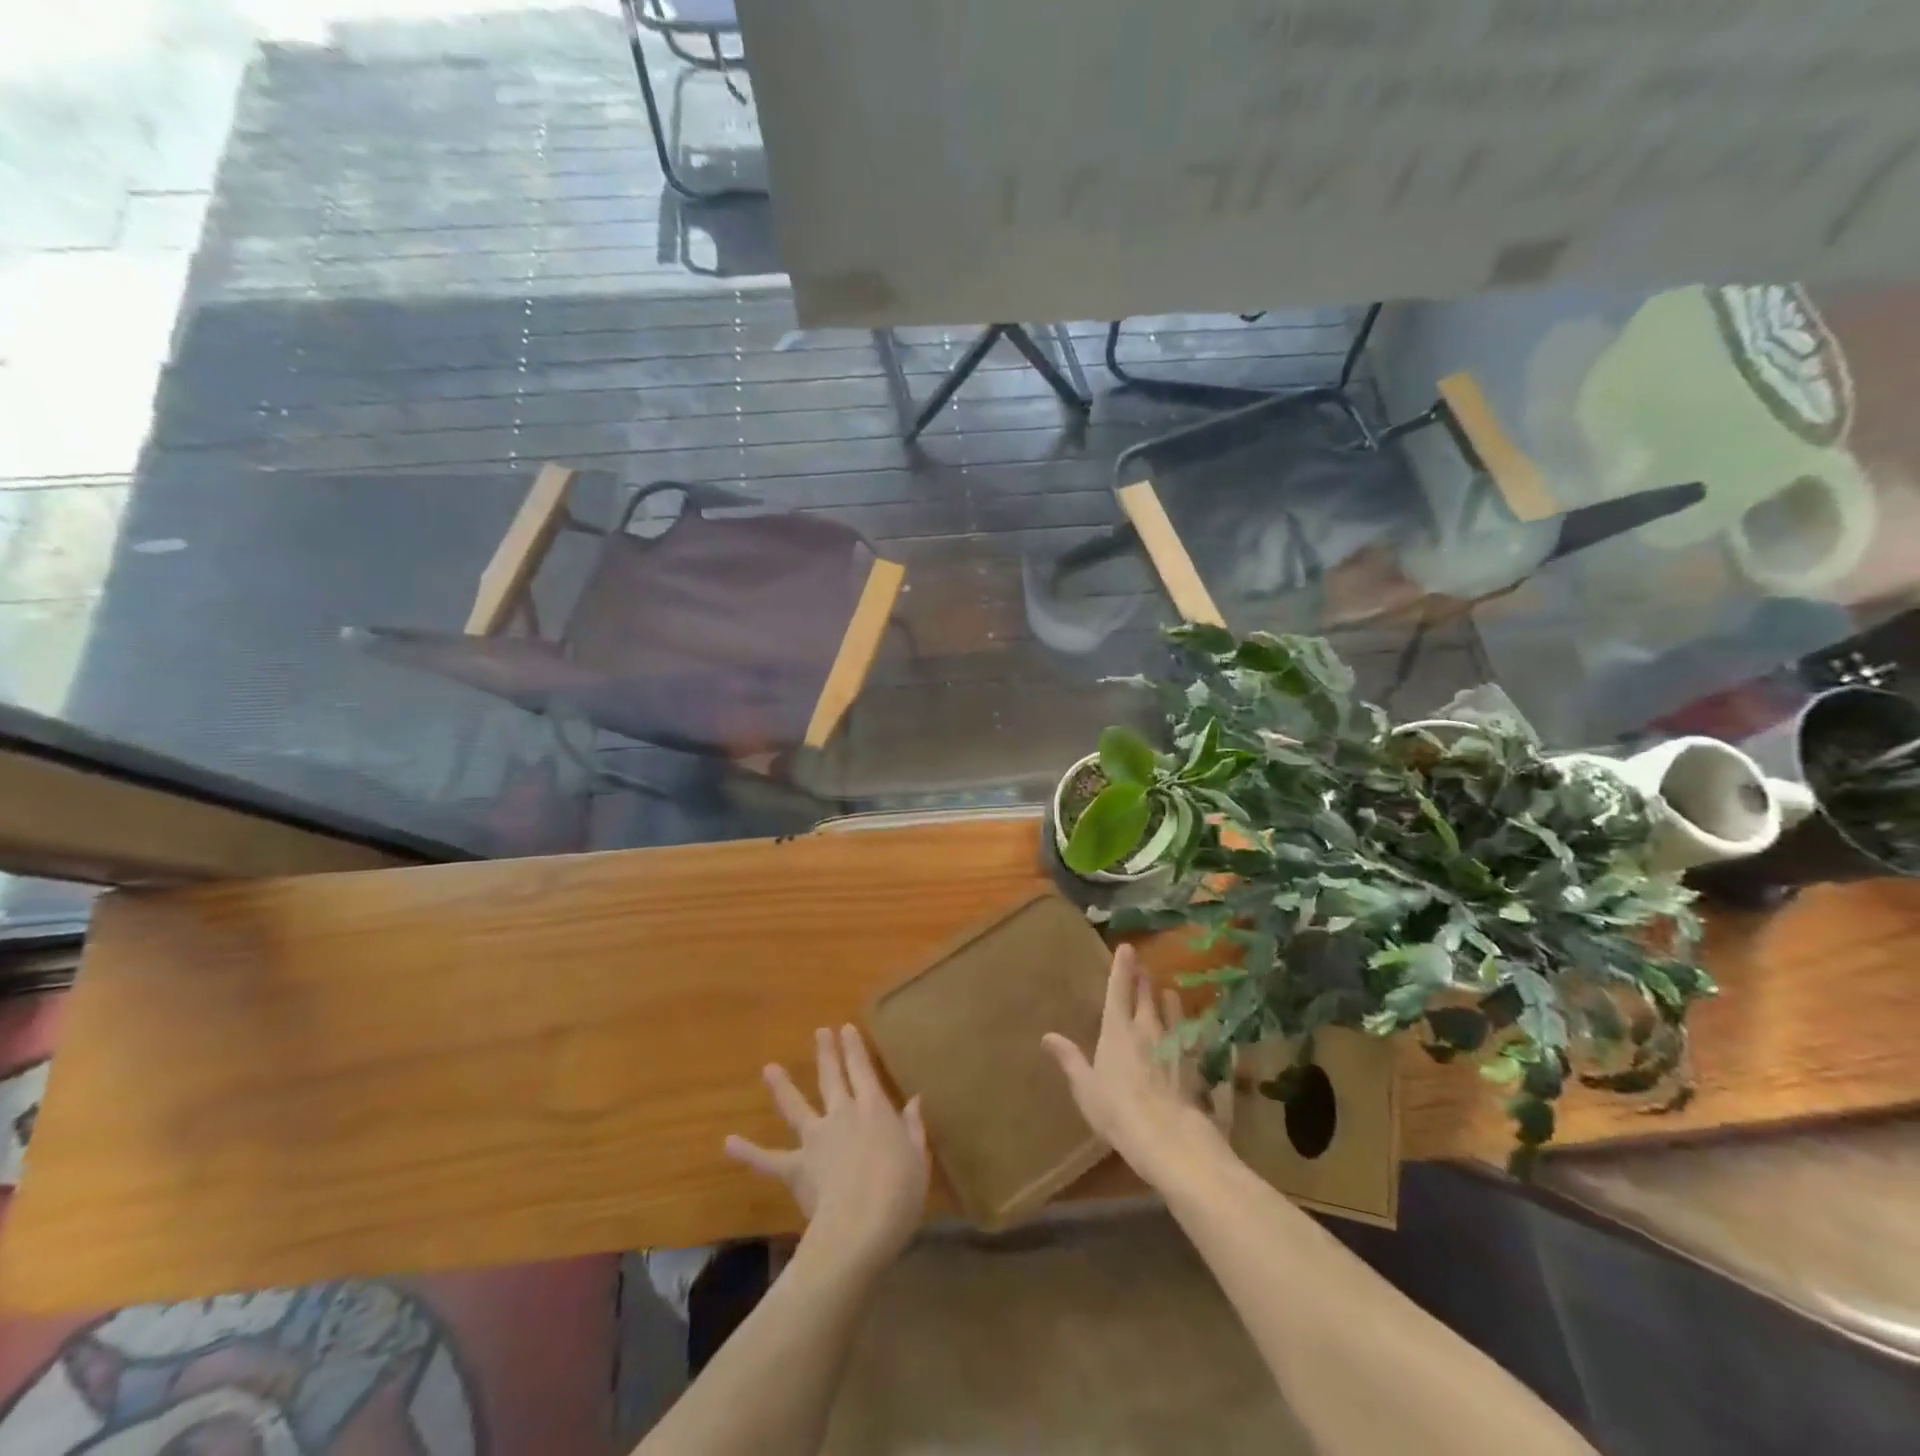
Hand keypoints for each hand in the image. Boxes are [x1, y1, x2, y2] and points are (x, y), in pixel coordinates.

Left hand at [727, 1025, 929, 1274]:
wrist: (860, 1226)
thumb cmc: (899, 1192)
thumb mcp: (917, 1158)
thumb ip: (913, 1128)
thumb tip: (914, 1101)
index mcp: (875, 1109)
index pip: (863, 1070)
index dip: (855, 1049)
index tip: (846, 1028)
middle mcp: (843, 1114)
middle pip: (832, 1077)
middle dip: (827, 1053)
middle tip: (820, 1032)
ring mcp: (816, 1139)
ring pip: (796, 1107)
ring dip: (782, 1087)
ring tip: (769, 1069)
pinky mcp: (797, 1167)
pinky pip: (769, 1159)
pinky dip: (748, 1152)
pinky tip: (728, 1144)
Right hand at [1042, 944, 1231, 1190]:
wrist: (1168, 1137)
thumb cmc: (1117, 1111)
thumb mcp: (1085, 1087)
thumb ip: (1070, 1059)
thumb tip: (1047, 1036)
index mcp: (1117, 1030)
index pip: (1118, 990)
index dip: (1122, 968)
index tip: (1127, 947)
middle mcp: (1147, 1028)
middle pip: (1147, 995)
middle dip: (1144, 979)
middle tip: (1144, 967)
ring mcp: (1175, 1044)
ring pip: (1173, 1011)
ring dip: (1169, 1000)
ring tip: (1169, 993)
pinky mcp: (1195, 1062)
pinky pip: (1194, 1038)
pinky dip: (1193, 1030)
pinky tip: (1199, 1032)